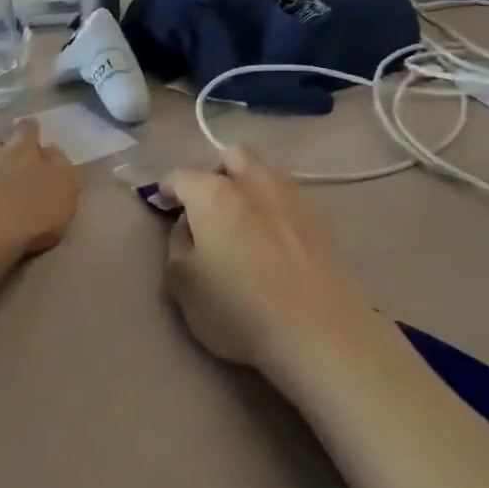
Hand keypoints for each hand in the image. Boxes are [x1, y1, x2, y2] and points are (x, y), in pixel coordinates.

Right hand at [161, 148, 386, 374]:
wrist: (318, 330)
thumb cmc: (238, 308)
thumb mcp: (183, 284)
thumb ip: (178, 245)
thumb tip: (189, 225)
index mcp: (214, 193)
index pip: (181, 176)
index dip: (168, 191)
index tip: (165, 209)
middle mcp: (255, 181)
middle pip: (232, 157)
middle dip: (217, 173)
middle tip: (209, 208)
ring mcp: (294, 196)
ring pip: (266, 173)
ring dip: (250, 187)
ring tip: (245, 223)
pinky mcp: (323, 218)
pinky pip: (291, 199)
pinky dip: (277, 209)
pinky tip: (277, 240)